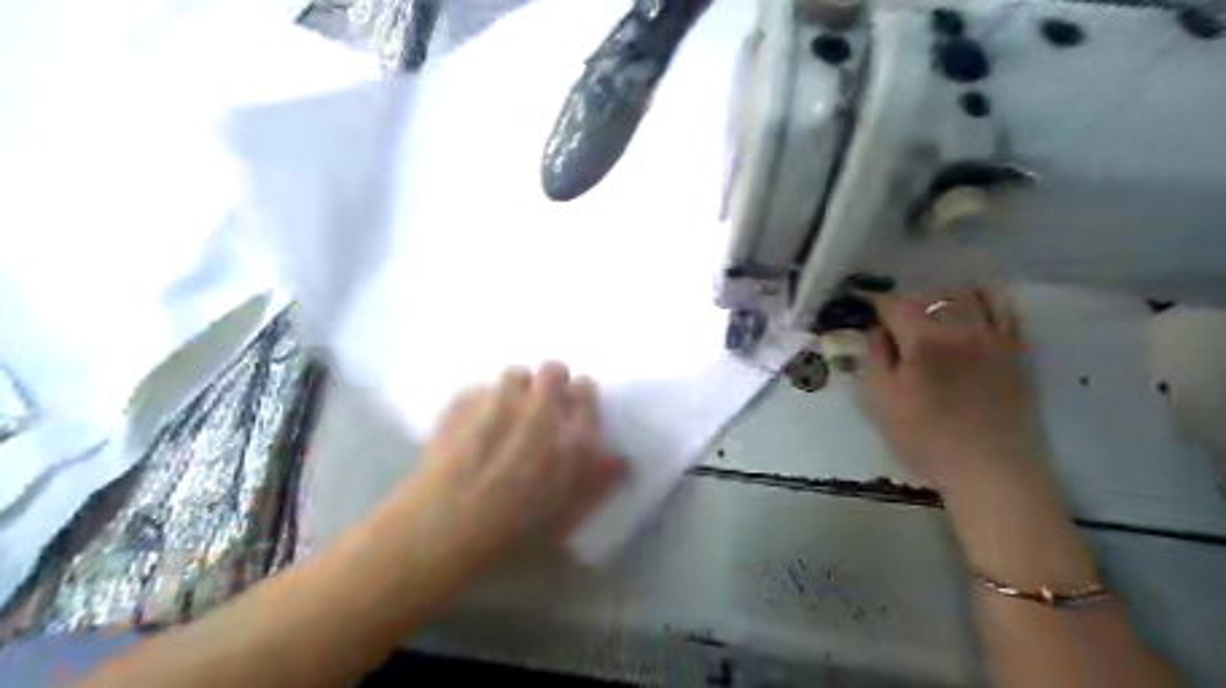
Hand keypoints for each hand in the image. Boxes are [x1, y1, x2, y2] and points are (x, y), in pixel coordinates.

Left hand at [377, 363, 622, 582]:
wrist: (445, 525)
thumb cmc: (513, 529)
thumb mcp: (567, 516)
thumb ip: (596, 482)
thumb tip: (618, 459)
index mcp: (572, 433)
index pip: (587, 389)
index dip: (581, 397)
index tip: (573, 409)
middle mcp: (541, 407)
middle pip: (554, 370)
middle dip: (551, 383)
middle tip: (541, 407)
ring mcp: (499, 399)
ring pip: (516, 373)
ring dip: (516, 388)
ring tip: (505, 414)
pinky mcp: (464, 400)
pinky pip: (480, 388)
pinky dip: (482, 401)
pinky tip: (472, 427)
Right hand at [854, 289, 1038, 493]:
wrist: (989, 469)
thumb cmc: (925, 437)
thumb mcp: (879, 400)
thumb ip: (873, 357)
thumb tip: (876, 331)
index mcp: (924, 339)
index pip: (895, 304)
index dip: (875, 303)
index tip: (863, 308)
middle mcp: (961, 328)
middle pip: (933, 295)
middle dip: (909, 302)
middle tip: (895, 320)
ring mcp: (994, 338)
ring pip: (972, 295)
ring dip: (947, 297)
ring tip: (934, 313)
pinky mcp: (1017, 353)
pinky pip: (1006, 311)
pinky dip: (987, 303)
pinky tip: (974, 314)